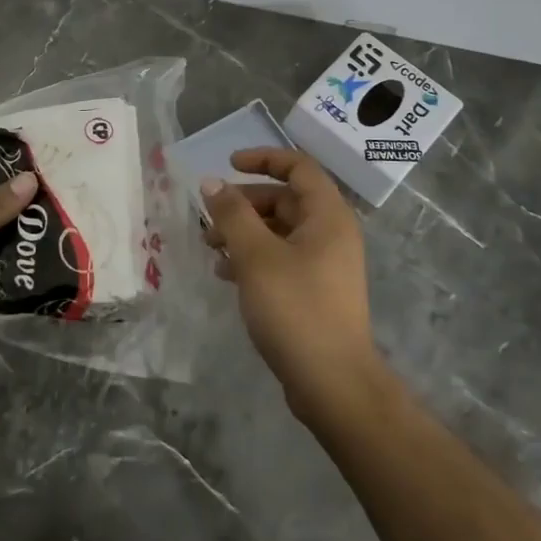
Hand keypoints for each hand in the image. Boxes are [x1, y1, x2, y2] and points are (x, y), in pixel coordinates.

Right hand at [201, 149, 379, 416]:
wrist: (332, 382)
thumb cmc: (295, 308)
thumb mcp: (256, 255)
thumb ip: (232, 214)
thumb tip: (211, 182)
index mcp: (327, 216)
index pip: (298, 167)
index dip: (264, 159)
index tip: (228, 164)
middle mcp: (331, 234)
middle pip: (285, 200)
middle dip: (244, 203)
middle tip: (209, 217)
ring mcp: (325, 264)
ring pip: (279, 232)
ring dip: (244, 232)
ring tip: (210, 247)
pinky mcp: (315, 291)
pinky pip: (281, 258)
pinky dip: (253, 257)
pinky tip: (226, 274)